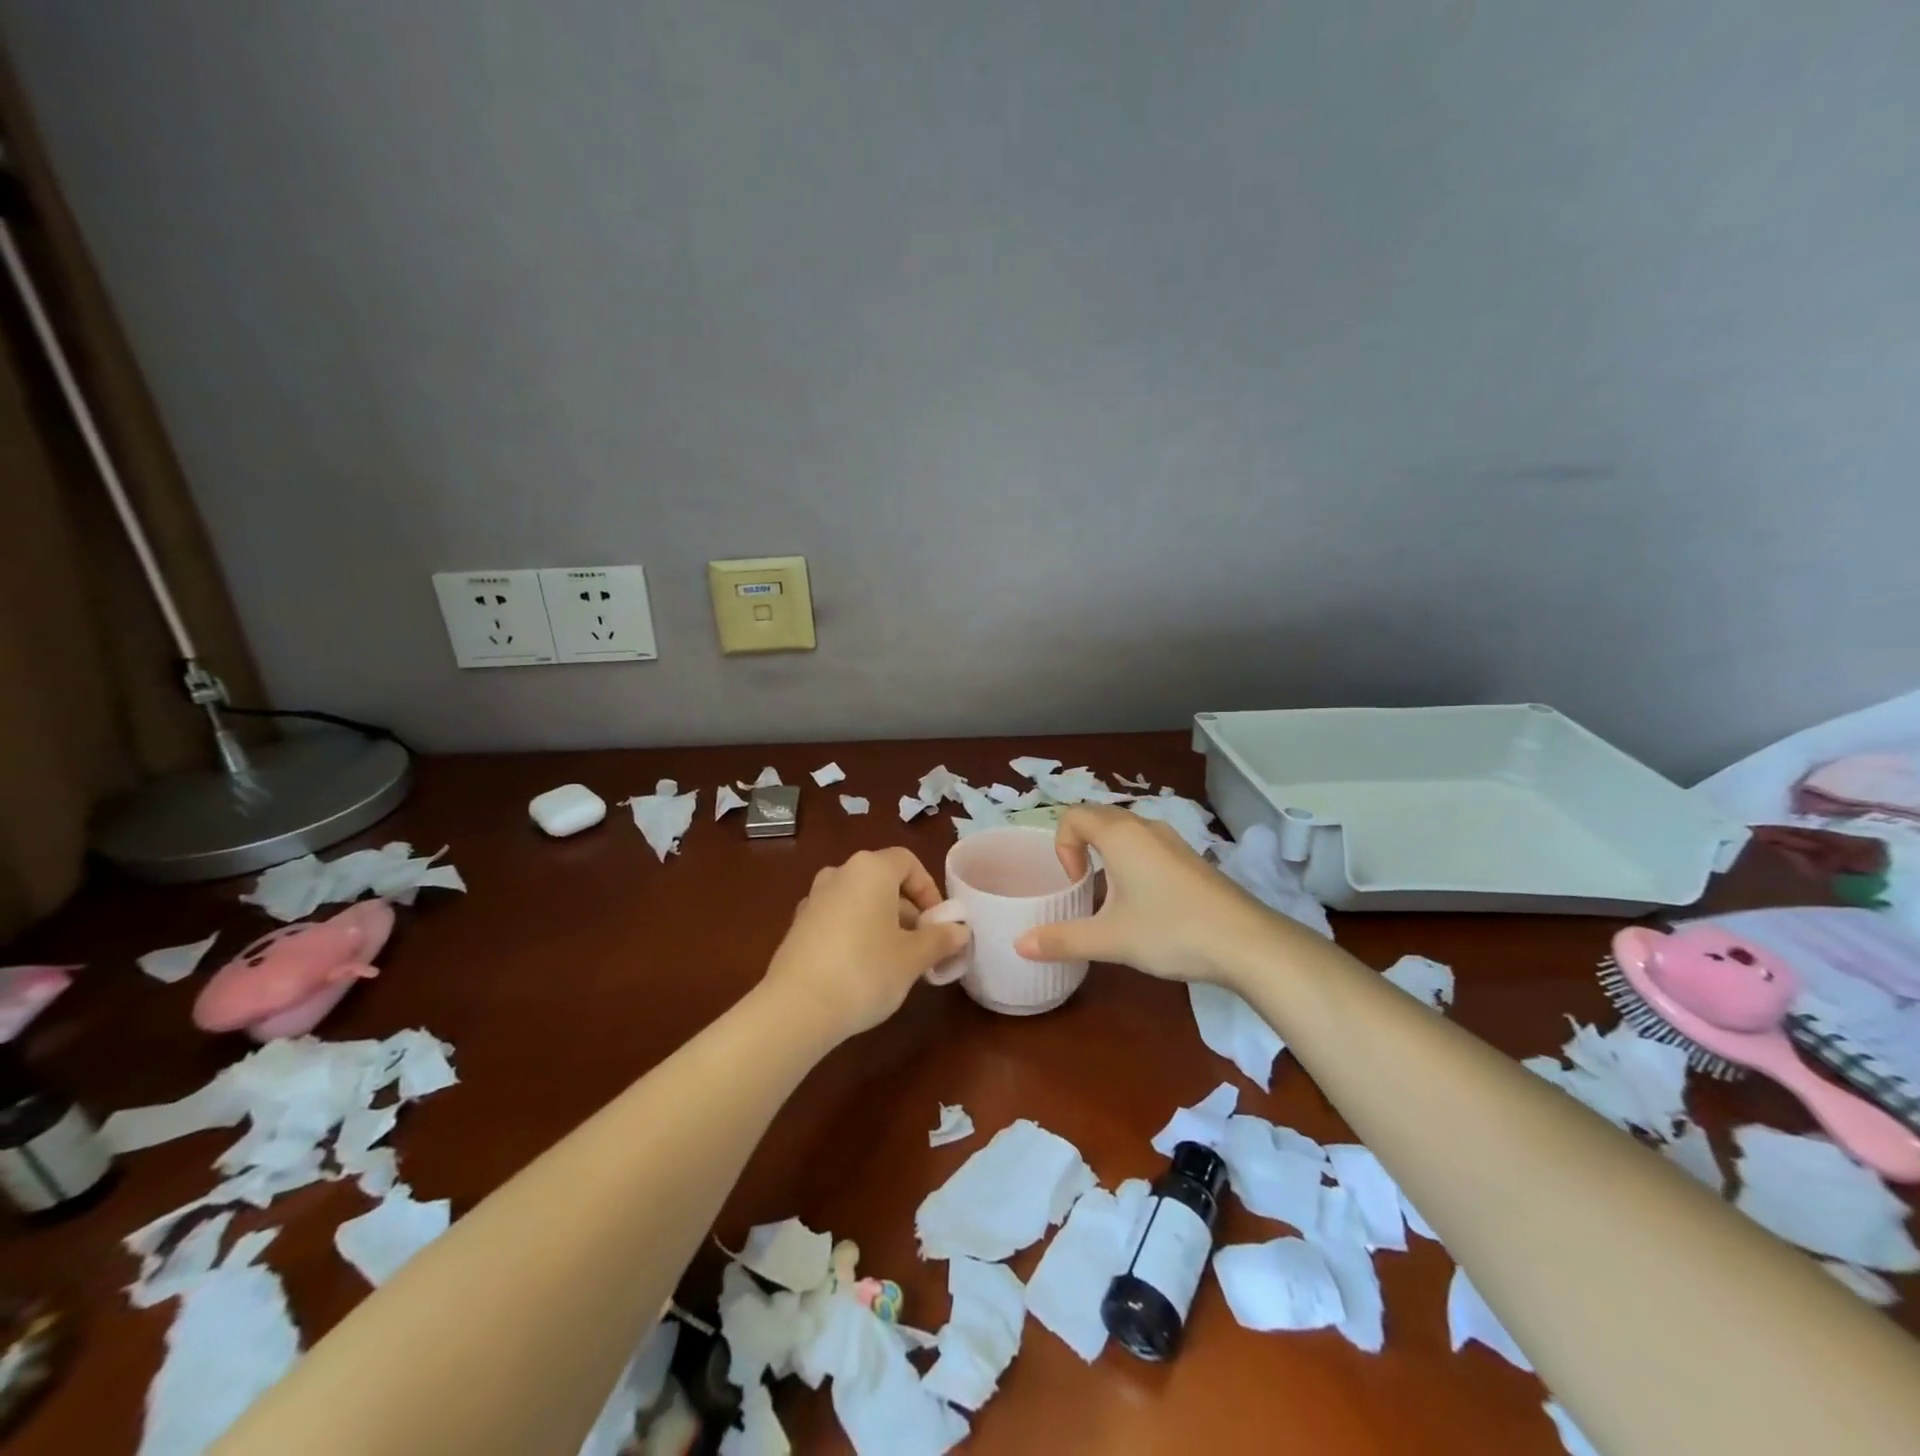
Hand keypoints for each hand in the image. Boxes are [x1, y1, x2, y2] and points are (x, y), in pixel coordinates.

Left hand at [763, 848, 968, 1040]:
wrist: (796, 1008)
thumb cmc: (865, 971)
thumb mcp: (913, 957)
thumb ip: (940, 939)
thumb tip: (960, 930)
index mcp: (870, 869)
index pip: (908, 862)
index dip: (929, 889)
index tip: (938, 923)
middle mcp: (839, 874)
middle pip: (883, 881)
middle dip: (908, 911)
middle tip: (923, 947)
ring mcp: (814, 899)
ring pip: (860, 901)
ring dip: (883, 923)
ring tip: (896, 961)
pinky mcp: (798, 926)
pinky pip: (839, 919)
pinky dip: (856, 933)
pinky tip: (863, 969)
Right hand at [1014, 806, 1277, 983]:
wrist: (1247, 943)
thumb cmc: (1170, 931)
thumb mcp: (1110, 939)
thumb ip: (1061, 940)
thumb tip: (1019, 945)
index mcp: (1120, 835)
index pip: (1072, 816)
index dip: (1062, 846)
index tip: (1076, 884)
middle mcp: (1145, 827)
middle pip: (1098, 818)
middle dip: (1081, 847)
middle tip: (1084, 887)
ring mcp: (1173, 841)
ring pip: (1126, 833)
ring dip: (1108, 855)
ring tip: (1112, 898)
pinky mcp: (1192, 859)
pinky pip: (1149, 847)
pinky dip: (1134, 863)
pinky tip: (1146, 905)